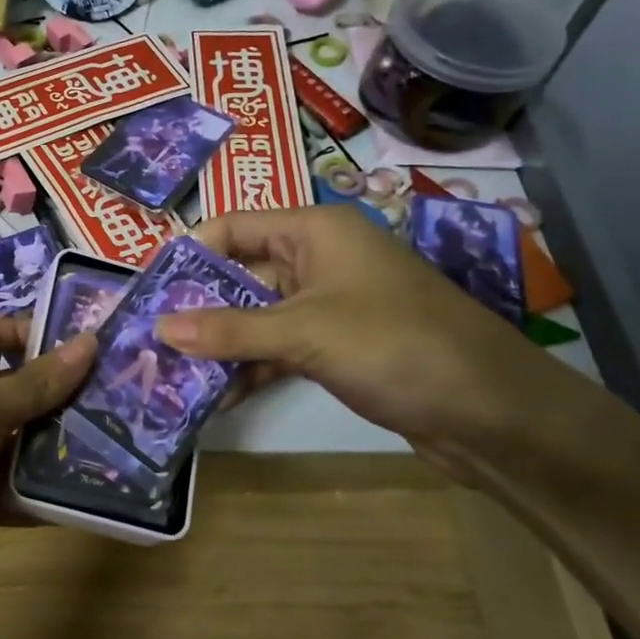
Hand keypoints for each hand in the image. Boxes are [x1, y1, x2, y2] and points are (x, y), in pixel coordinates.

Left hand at [0, 316, 95, 638]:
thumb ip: (36, 381)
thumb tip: (89, 340)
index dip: (29, 332)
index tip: (83, 347)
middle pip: (10, 387)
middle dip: (58, 391)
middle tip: (117, 397)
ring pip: (15, 440)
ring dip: (56, 443)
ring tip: (116, 443)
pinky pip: (10, 489)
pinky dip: (40, 492)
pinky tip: (87, 496)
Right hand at [156, 205, 577, 474]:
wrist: (492, 412)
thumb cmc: (396, 345)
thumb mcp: (305, 332)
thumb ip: (230, 330)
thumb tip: (159, 327)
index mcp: (314, 231)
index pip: (232, 227)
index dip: (188, 254)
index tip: (147, 289)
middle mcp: (317, 259)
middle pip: (239, 273)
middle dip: (197, 307)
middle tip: (148, 340)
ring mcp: (327, 305)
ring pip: (256, 316)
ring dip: (219, 343)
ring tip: (170, 374)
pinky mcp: (336, 346)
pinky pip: (277, 348)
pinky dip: (249, 367)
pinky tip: (215, 397)